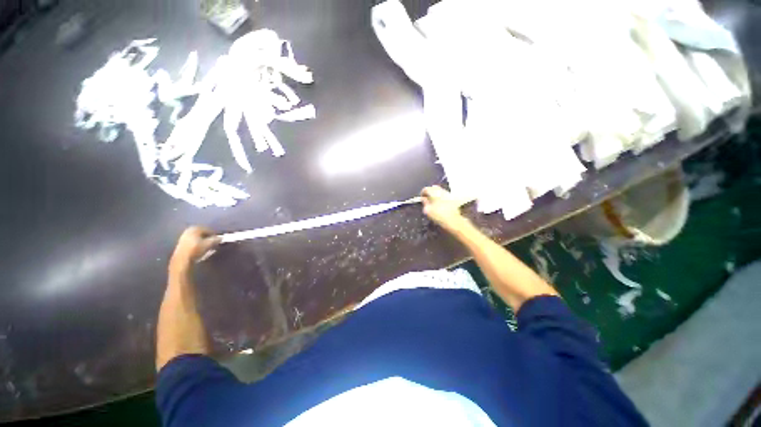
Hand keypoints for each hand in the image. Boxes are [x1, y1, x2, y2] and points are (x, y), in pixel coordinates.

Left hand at [169, 226, 220, 272]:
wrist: (182, 259)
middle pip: (201, 233)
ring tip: (207, 246)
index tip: (217, 239)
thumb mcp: (209, 244)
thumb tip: (221, 237)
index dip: (214, 234)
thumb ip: (216, 239)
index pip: (208, 229)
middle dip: (207, 237)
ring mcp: (183, 236)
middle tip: (212, 242)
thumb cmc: (196, 249)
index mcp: (195, 228)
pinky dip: (197, 243)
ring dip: (202, 240)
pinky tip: (199, 248)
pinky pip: (192, 241)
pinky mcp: (180, 243)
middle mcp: (188, 230)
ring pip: (196, 237)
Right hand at [421, 186, 468, 233]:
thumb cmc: (438, 215)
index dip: (422, 193)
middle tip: (427, 199)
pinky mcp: (453, 198)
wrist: (453, 221)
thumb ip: (424, 203)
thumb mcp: (427, 210)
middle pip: (434, 188)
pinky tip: (440, 204)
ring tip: (433, 201)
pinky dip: (441, 197)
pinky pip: (444, 195)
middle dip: (429, 192)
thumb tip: (423, 199)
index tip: (421, 199)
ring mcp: (448, 194)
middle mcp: (442, 191)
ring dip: (435, 194)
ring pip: (440, 191)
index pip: (426, 189)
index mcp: (434, 193)